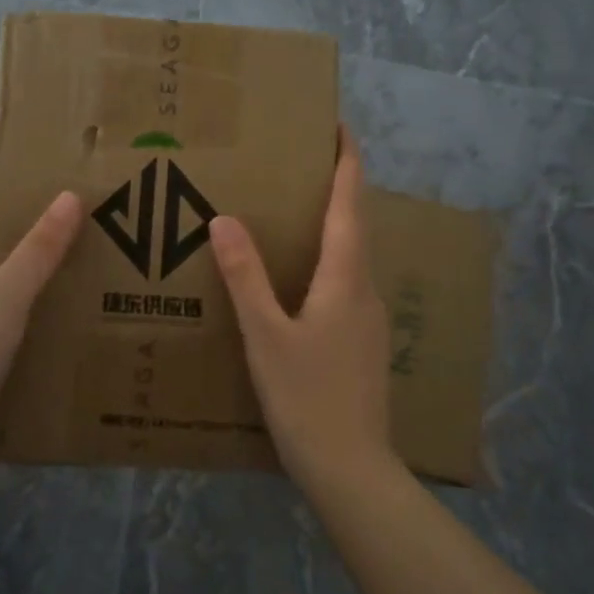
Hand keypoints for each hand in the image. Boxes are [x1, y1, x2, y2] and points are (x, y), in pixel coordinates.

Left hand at [0, 178, 81, 477]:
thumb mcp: (1, 302)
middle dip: (24, 228)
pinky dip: (35, 315)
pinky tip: (65, 322)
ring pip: (2, 289)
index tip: (27, 164)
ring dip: (34, 273)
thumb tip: (69, 197)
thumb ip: (35, 254)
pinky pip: (11, 325)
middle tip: (75, 214)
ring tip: (83, 262)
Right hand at [208, 126, 395, 484]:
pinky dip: (326, 262)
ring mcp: (368, 319)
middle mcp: (364, 289)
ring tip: (295, 211)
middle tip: (301, 163)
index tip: (339, 126)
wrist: (351, 467)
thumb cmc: (307, 397)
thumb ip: (245, 278)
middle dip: (337, 188)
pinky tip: (299, 277)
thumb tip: (225, 221)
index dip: (347, 162)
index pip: (351, 203)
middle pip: (355, 225)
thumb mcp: (266, 336)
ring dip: (332, 226)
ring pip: (351, 257)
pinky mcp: (362, 343)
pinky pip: (345, 284)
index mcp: (345, 277)